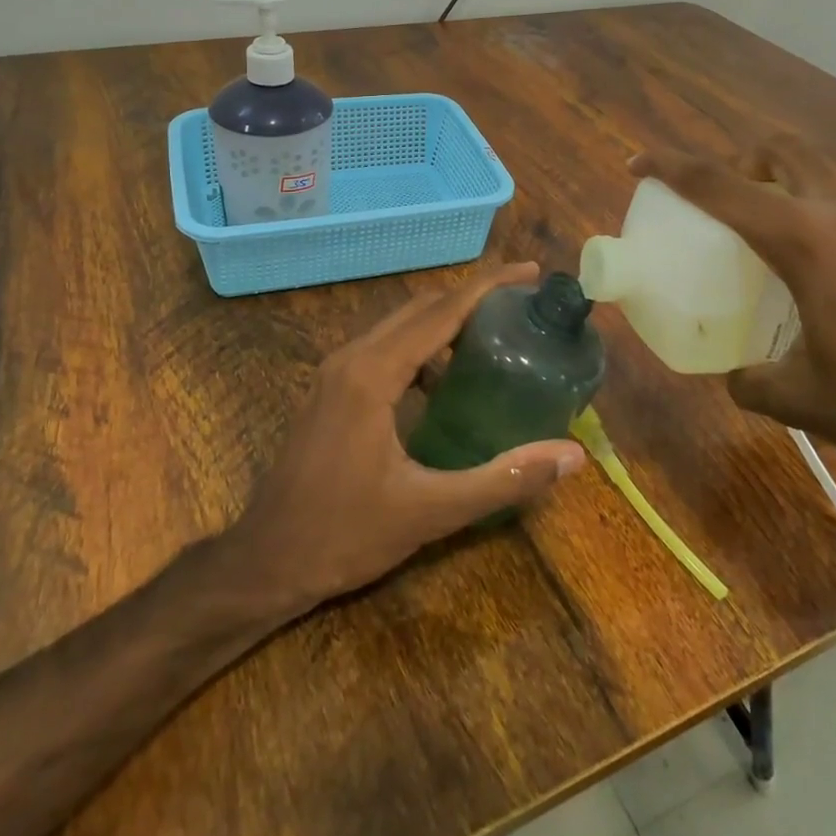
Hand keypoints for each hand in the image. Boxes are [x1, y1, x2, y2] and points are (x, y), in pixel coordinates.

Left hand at [226, 263, 586, 611]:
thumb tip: (571, 456)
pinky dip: (422, 347)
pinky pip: (384, 348)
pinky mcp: (331, 389)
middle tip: (522, 306)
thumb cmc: (344, 535)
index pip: (442, 311)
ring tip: (494, 339)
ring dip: (446, 322)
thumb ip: (503, 479)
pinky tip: (447, 381)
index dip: (489, 287)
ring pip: (400, 326)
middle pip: (421, 308)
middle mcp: (352, 357)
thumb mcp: (431, 511)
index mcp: (373, 373)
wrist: (265, 562)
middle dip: (472, 298)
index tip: (530, 272)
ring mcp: (335, 372)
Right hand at [631, 136, 835, 515]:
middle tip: (719, 199)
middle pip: (776, 151)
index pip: (719, 185)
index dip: (671, 169)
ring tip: (773, 212)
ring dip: (786, 171)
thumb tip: (736, 377)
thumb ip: (754, 381)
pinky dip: (834, 191)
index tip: (640, 164)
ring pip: (824, 161)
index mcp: (804, 238)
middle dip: (736, 162)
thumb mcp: (803, 398)